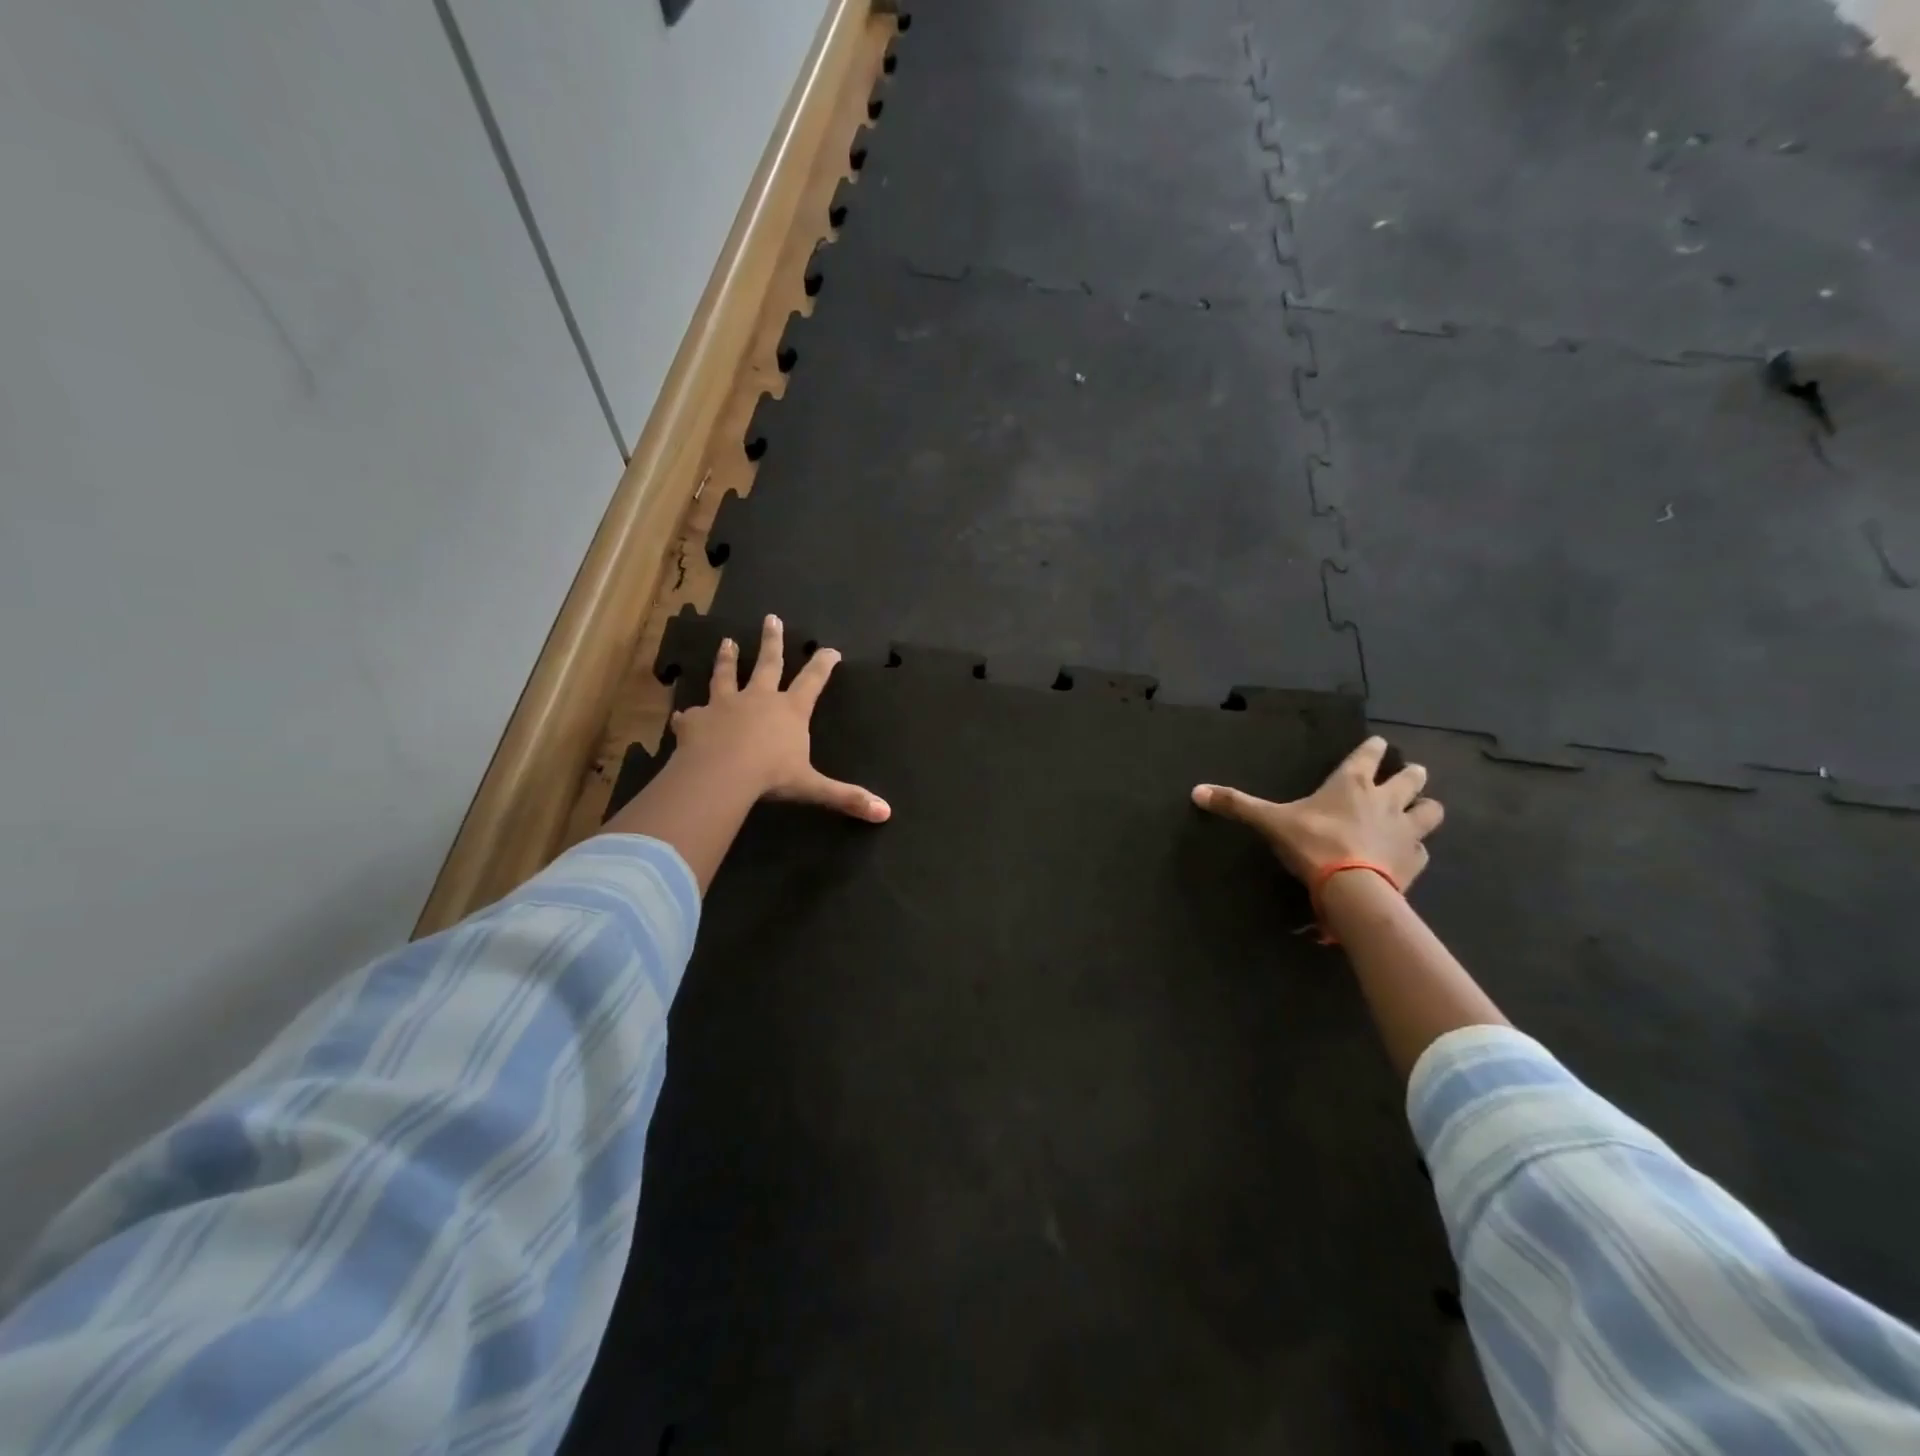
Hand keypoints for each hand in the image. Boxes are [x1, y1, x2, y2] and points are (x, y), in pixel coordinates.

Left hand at [669, 614, 889, 822]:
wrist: (720, 774)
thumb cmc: (771, 776)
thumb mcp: (812, 787)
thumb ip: (846, 796)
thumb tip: (886, 813)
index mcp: (790, 711)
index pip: (812, 681)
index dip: (823, 664)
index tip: (830, 649)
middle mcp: (758, 699)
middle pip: (768, 663)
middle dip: (772, 641)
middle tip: (771, 618)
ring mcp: (724, 705)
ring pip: (727, 675)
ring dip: (728, 659)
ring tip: (727, 642)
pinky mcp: (696, 719)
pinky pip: (691, 715)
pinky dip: (688, 714)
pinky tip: (682, 713)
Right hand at [1191, 736, 1441, 889]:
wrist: (1351, 889)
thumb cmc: (1312, 844)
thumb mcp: (1270, 822)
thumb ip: (1237, 805)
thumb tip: (1196, 791)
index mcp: (1352, 783)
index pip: (1371, 753)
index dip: (1374, 748)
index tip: (1376, 746)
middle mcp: (1387, 799)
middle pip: (1413, 777)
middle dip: (1412, 774)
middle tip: (1406, 777)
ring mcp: (1407, 830)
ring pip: (1432, 810)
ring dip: (1425, 808)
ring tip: (1417, 813)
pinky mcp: (1416, 860)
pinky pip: (1423, 849)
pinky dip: (1416, 849)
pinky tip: (1405, 855)